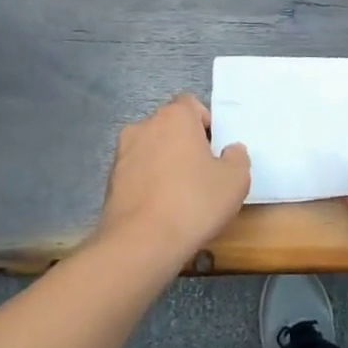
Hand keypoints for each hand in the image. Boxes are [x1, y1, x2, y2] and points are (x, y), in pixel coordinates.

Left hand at [99, 94, 250, 266]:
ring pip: (151, 150)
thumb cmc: (194, 202)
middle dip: (184, 143)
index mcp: (174, 118)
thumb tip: (230, 151)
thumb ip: (237, 157)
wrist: (140, 244)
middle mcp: (143, 127)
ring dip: (164, 163)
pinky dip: (148, 183)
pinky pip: (137, 173)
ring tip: (180, 195)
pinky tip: (161, 209)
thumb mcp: (235, 180)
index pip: (190, 104)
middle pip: (169, 126)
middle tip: (202, 172)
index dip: (205, 123)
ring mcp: (122, 154)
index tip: (214, 149)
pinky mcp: (109, 182)